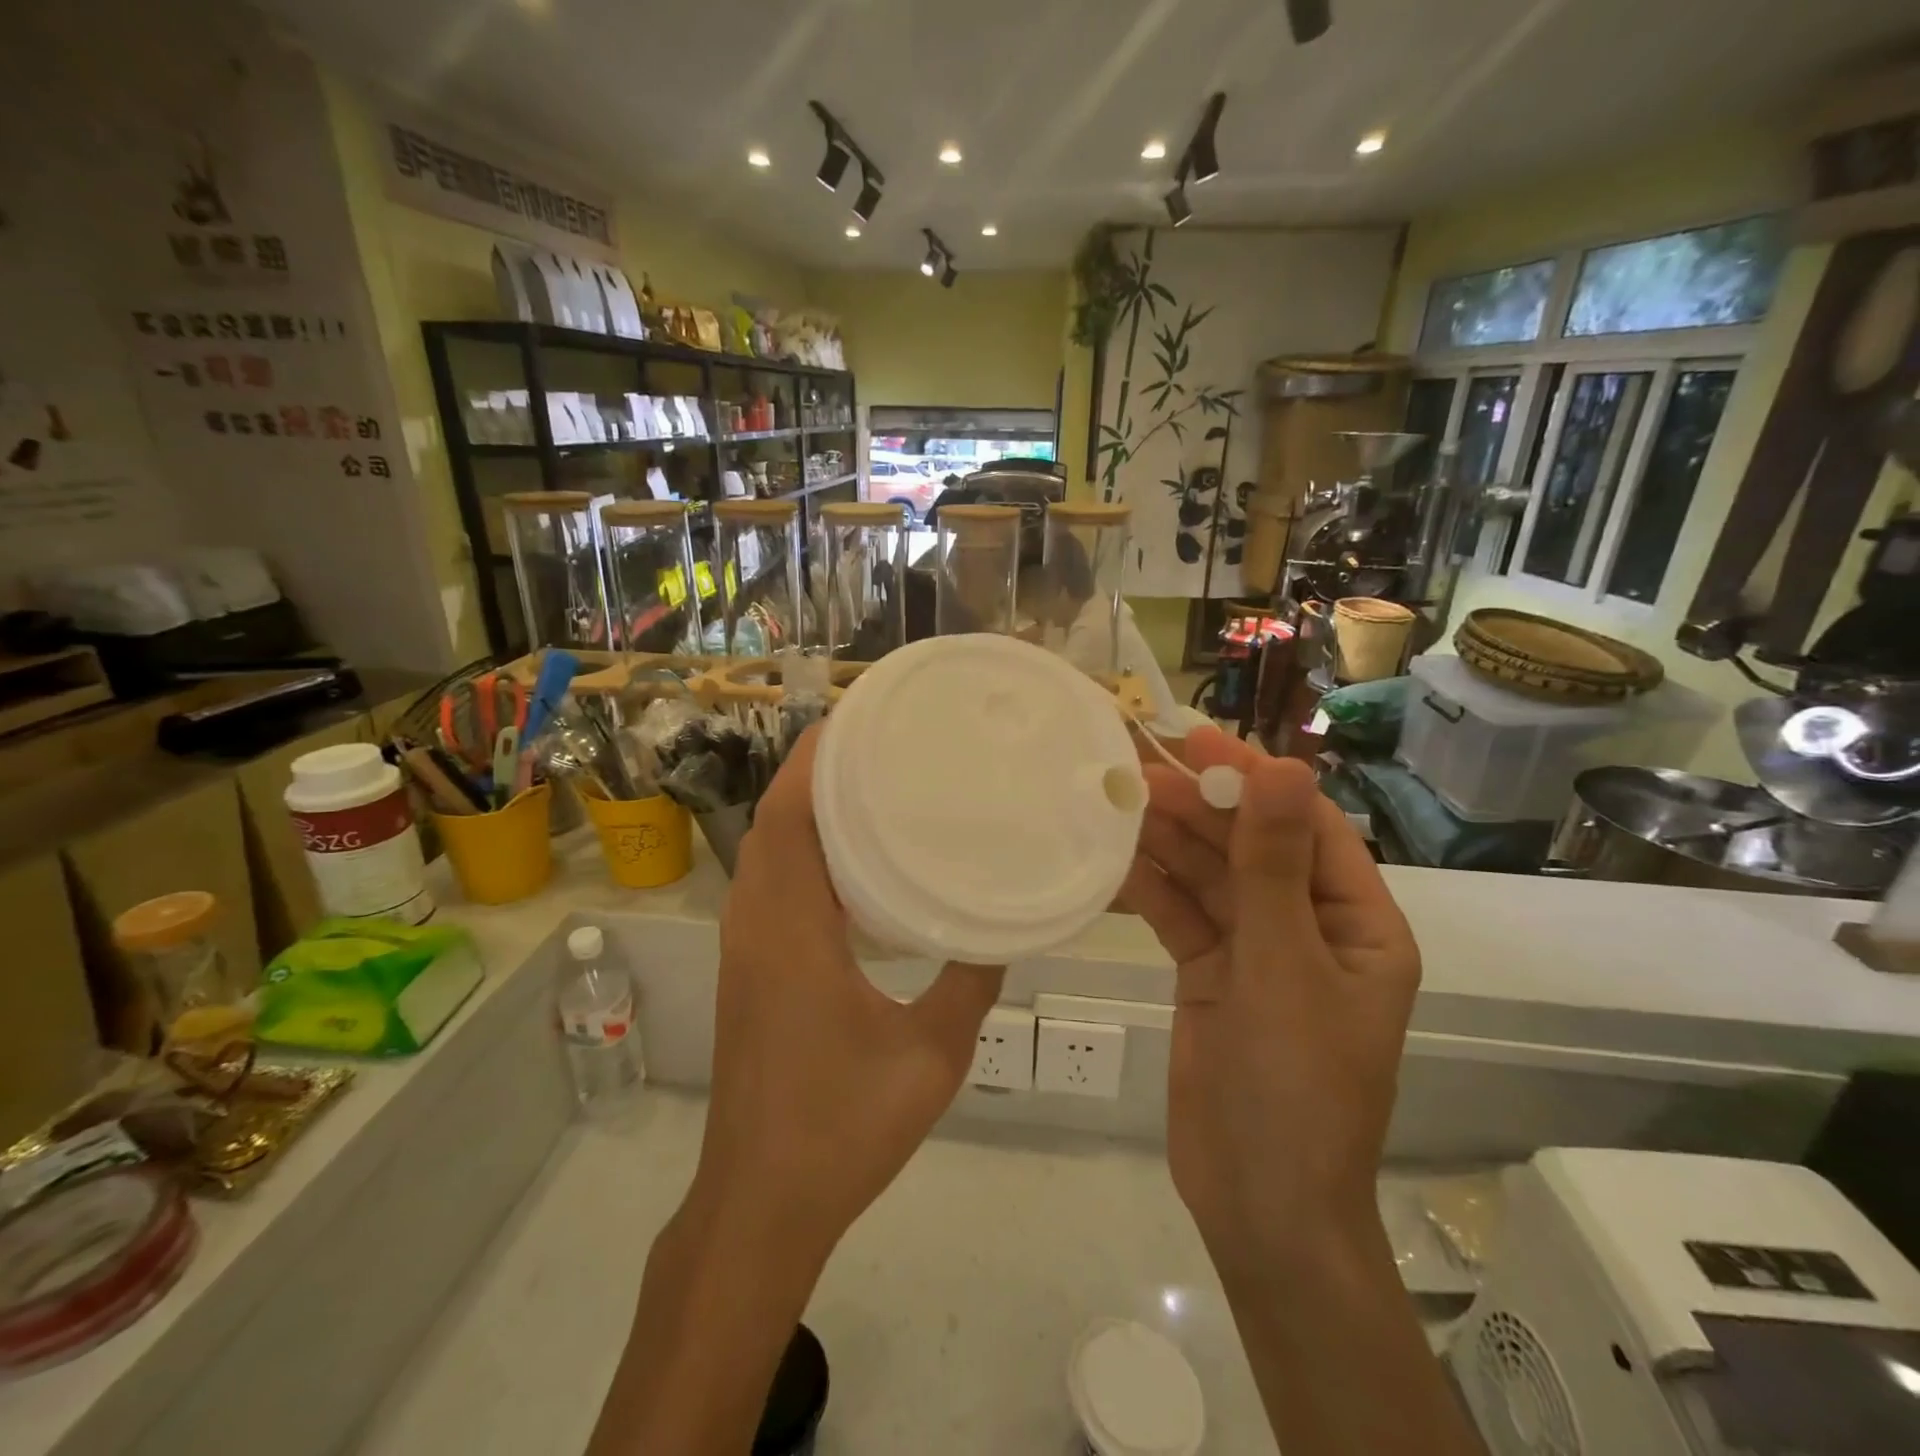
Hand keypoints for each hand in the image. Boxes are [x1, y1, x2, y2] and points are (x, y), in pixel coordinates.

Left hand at [692, 726, 1003, 1268]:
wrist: (760, 1204)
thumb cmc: (842, 1128)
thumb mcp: (932, 1054)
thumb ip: (972, 982)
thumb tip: (1009, 928)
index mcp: (790, 930)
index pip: (785, 817)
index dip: (813, 759)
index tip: (859, 720)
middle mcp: (756, 923)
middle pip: (773, 820)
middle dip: (817, 770)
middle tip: (884, 742)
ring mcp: (746, 946)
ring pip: (767, 850)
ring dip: (807, 807)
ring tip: (873, 782)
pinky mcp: (750, 966)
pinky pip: (771, 882)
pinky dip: (803, 849)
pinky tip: (854, 859)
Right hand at [1119, 728, 1419, 1276]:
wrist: (1258, 1204)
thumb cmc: (1294, 1085)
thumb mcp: (1284, 966)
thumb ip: (1271, 866)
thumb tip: (1283, 768)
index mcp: (1355, 923)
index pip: (1306, 827)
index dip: (1255, 780)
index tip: (1199, 740)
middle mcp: (1307, 927)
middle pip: (1250, 848)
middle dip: (1200, 808)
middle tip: (1139, 768)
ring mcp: (1255, 952)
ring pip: (1209, 879)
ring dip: (1169, 842)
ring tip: (1119, 801)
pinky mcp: (1209, 974)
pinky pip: (1181, 916)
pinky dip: (1151, 889)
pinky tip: (1115, 863)